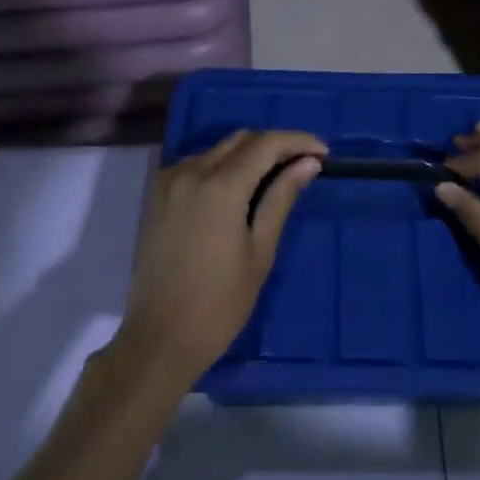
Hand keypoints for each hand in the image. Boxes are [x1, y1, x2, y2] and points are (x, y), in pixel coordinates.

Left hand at [114, 129, 326, 392]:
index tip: (323, 152)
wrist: (158, 340)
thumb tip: (308, 164)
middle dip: (274, 146)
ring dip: (247, 156)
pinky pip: (196, 165)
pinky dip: (221, 168)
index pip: (267, 144)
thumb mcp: (260, 251)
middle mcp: (191, 172)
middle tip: (302, 166)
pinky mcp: (156, 196)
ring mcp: (169, 182)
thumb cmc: (219, 304)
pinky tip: (236, 194)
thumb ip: (281, 198)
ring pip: (217, 150)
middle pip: (241, 140)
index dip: (298, 141)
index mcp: (220, 186)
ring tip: (272, 181)